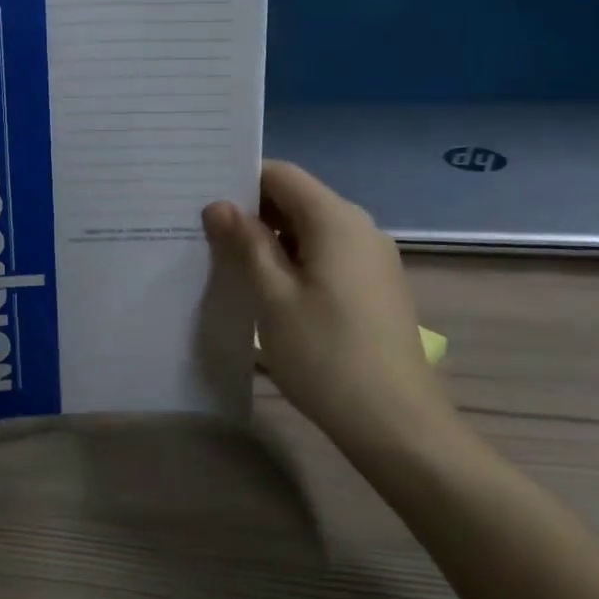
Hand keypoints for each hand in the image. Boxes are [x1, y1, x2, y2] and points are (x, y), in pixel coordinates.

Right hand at [203, 160, 459, 453]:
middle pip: (298, 199)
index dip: (241, 180)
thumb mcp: (272, 297)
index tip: (202, 198)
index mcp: (335, 219)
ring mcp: (372, 258)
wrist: (397, 423)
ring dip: (272, 239)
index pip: (281, 174)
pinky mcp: (376, 286)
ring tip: (229, 261)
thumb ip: (245, 244)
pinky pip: (327, 254)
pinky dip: (295, 259)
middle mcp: (360, 227)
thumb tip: (219, 205)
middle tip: (205, 231)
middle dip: (252, 211)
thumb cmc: (326, 355)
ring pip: (312, 229)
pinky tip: (269, 288)